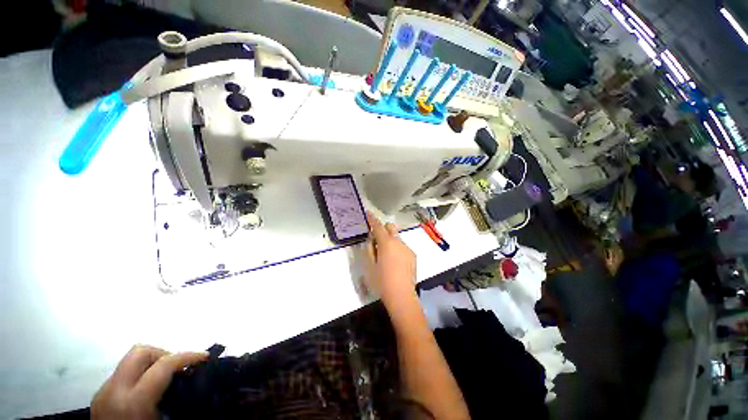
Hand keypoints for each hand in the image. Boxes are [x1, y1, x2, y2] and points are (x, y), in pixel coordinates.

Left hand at [91, 345, 207, 419]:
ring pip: (129, 360)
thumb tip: (193, 377)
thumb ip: (177, 396)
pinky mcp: (99, 396)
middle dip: (163, 354)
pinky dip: (138, 375)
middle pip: (140, 351)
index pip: (163, 364)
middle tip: (177, 369)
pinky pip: (122, 374)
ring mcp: (103, 392)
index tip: (204, 357)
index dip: (188, 356)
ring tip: (163, 381)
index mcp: (133, 401)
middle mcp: (114, 391)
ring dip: (151, 364)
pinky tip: (147, 391)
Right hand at [365, 212, 416, 307]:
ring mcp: (407, 248)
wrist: (401, 295)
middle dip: (383, 229)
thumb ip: (370, 249)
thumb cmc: (382, 281)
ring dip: (390, 241)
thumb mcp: (370, 265)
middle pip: (390, 227)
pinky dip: (397, 249)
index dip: (372, 219)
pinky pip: (403, 247)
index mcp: (386, 243)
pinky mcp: (413, 255)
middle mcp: (398, 242)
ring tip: (387, 257)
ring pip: (397, 238)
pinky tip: (395, 263)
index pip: (378, 227)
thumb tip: (371, 240)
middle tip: (377, 241)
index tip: (368, 213)